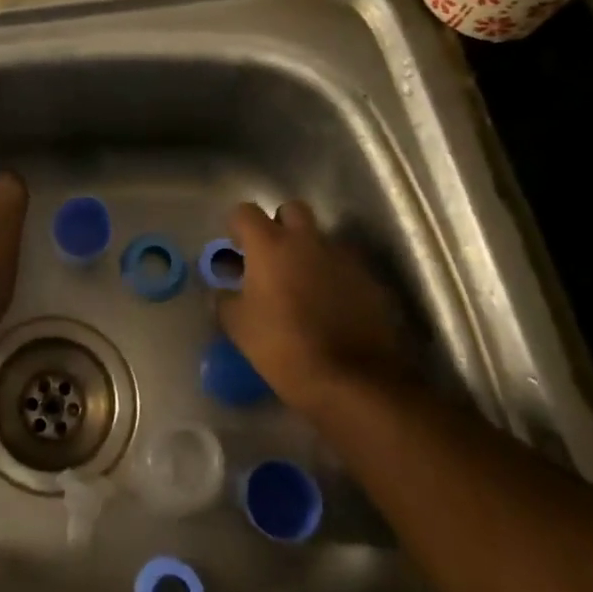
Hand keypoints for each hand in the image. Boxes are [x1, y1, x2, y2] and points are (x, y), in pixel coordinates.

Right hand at [217, 200, 409, 413]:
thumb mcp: (239, 327)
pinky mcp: (370, 280)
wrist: (352, 380)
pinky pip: (344, 267)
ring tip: (302, 287)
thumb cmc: (284, 347)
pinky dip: (334, 277)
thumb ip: (225, 300)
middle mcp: (307, 240)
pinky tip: (329, 307)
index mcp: (270, 245)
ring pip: (321, 239)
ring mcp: (343, 258)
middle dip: (279, 226)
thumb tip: (222, 291)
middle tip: (271, 257)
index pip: (245, 212)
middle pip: (291, 210)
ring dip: (309, 253)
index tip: (236, 248)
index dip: (237, 226)